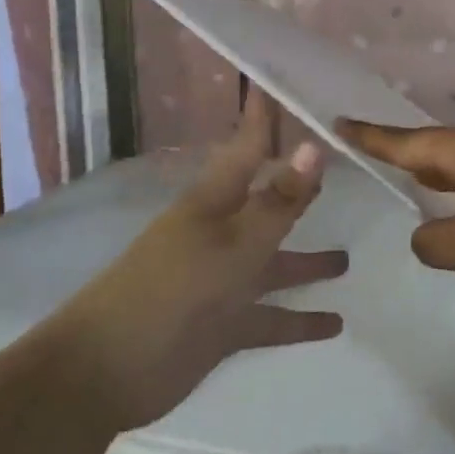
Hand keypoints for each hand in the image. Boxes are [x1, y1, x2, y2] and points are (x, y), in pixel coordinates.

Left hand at [53, 93, 346, 430]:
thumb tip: (316, 146)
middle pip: (268, 203)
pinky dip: (301, 321)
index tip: (284, 83)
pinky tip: (336, 324)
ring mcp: (222, 280)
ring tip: (348, 258)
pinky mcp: (224, 325)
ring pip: (275, 264)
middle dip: (297, 187)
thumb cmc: (171, 290)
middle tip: (338, 167)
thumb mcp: (234, 244)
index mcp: (216, 202)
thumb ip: (278, 202)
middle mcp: (222, 234)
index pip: (250, 146)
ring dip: (308, 262)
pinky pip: (271, 317)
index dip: (266, 117)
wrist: (106, 371)